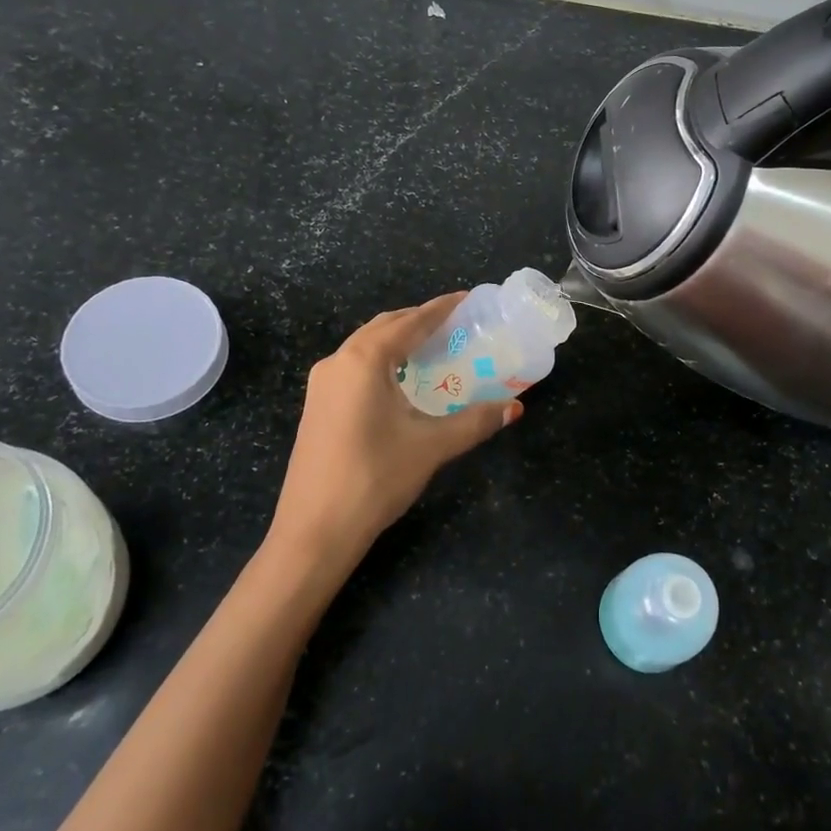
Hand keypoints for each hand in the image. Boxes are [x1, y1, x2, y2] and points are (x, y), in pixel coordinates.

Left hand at [269, 294, 520, 568]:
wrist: (314, 532)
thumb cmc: (374, 479)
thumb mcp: (431, 446)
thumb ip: (475, 421)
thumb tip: (515, 407)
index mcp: (364, 360)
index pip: (410, 322)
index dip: (441, 308)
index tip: (468, 299)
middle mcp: (338, 361)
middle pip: (385, 327)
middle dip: (419, 321)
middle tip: (456, 325)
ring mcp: (322, 384)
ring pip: (366, 346)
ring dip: (399, 340)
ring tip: (434, 347)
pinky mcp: (318, 406)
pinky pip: (355, 367)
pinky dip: (382, 361)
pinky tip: (402, 381)